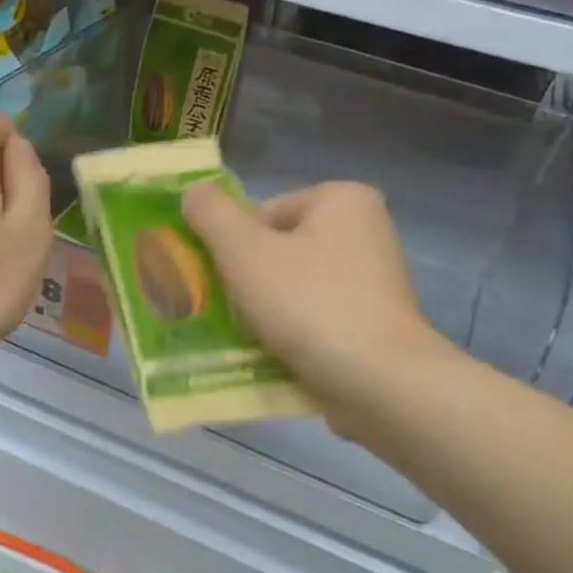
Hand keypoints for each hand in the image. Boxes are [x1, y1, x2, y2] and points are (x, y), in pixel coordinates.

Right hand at [183, 180, 443, 413]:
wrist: (378, 380)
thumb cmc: (308, 303)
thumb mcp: (244, 252)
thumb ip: (212, 215)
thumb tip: (194, 191)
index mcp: (343, 199)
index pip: (265, 213)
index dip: (235, 247)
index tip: (228, 282)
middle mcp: (367, 230)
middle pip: (280, 249)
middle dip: (251, 281)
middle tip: (235, 312)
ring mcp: (375, 279)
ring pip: (297, 286)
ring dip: (269, 310)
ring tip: (255, 337)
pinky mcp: (376, 321)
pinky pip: (319, 317)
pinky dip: (296, 331)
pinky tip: (281, 354)